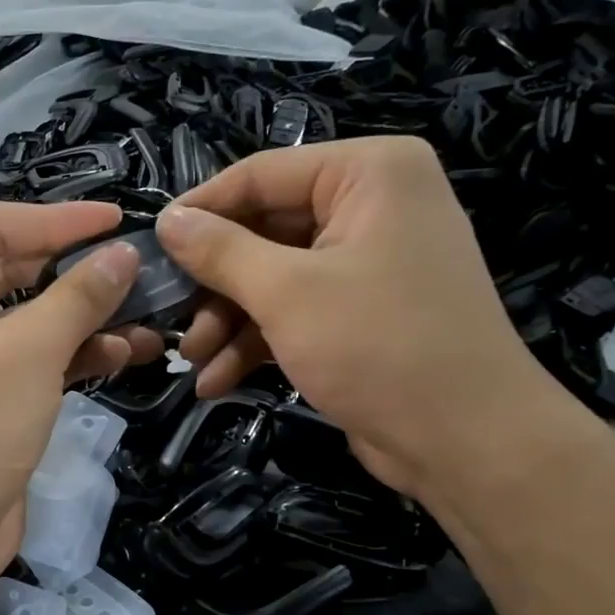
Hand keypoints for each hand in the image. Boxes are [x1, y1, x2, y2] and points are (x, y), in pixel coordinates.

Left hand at [0, 202, 161, 572]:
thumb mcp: (28, 352)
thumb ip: (79, 295)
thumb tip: (125, 254)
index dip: (58, 220)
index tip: (118, 217)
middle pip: (11, 269)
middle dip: (77, 271)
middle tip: (140, 266)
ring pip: (28, 316)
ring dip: (85, 316)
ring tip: (150, 312)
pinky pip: (32, 356)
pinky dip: (75, 352)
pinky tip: (127, 350)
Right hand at [155, 137, 564, 499]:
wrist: (465, 440)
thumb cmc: (378, 346)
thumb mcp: (286, 293)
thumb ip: (220, 251)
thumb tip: (167, 219)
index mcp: (368, 174)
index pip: (260, 175)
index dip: (199, 211)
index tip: (149, 249)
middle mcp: (370, 206)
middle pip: (262, 230)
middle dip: (213, 285)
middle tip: (170, 318)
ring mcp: (366, 262)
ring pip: (271, 277)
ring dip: (227, 322)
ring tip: (193, 362)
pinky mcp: (359, 311)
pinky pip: (293, 310)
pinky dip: (256, 342)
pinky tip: (216, 382)